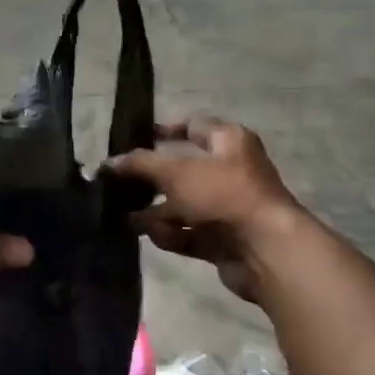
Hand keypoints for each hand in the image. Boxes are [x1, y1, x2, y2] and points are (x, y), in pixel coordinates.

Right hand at [106, 117, 307, 302]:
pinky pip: (189, 232)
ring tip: (124, 217)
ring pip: (183, 205)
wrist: (265, 249)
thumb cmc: (223, 194)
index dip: (163, 130)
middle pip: (182, 170)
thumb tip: (109, 163)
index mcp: (229, 141)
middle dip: (150, 180)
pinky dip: (170, 234)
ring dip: (155, 212)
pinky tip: (148, 236)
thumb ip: (139, 164)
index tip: (132, 139)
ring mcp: (227, 207)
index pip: (192, 126)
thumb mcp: (175, 171)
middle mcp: (231, 171)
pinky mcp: (223, 239)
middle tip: (117, 184)